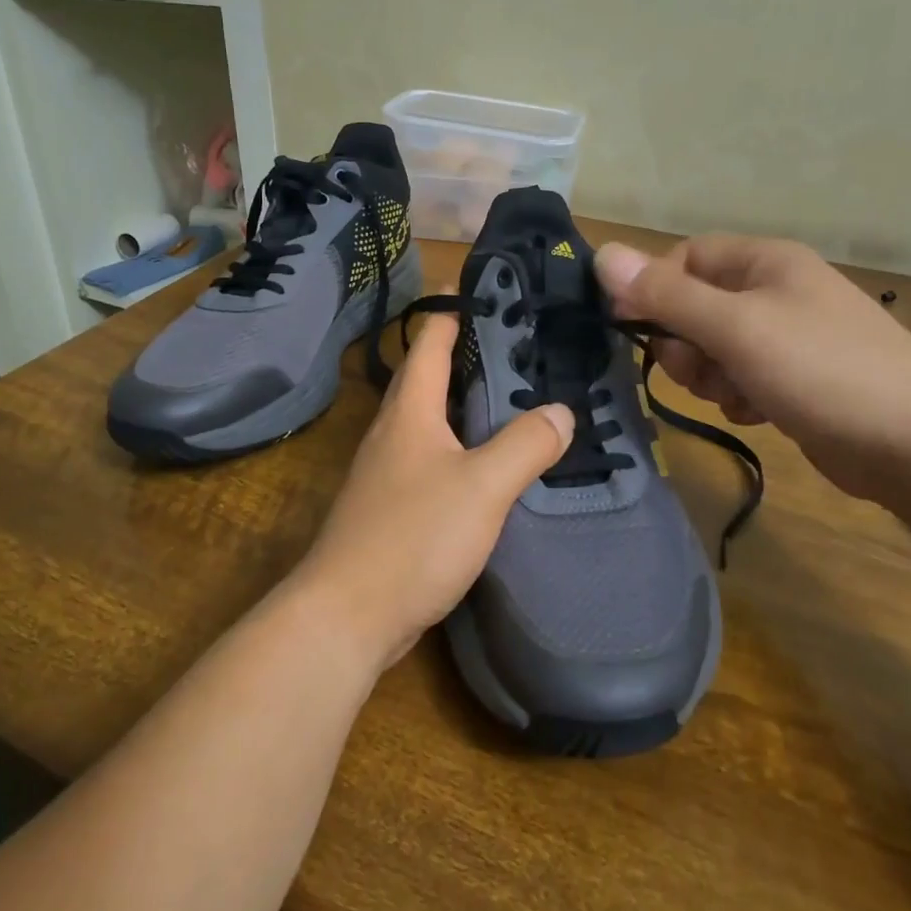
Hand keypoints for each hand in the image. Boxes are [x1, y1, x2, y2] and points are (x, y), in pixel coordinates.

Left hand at [290, 309, 574, 673]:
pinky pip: (433, 457)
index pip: (431, 339)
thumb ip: (525, 445)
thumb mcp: (482, 486)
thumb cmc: (413, 536)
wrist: (348, 614)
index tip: (498, 297)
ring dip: (469, 404)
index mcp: (410, 410)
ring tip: (518, 400)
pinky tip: (491, 465)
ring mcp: (388, 469)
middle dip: (472, 356)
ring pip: (433, 419)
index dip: (458, 311)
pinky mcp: (392, 504)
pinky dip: (463, 447)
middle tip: (525, 350)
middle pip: (431, 376)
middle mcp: (394, 429)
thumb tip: (561, 411)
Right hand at [595, 236, 910, 506]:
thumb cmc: (823, 371)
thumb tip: (603, 255)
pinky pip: (740, 376)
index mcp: (765, 262)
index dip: (653, 290)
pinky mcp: (796, 377)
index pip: (683, 259)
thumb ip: (665, 294)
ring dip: (710, 374)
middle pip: (694, 306)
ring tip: (737, 395)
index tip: (630, 328)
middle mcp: (776, 290)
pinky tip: (758, 412)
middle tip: (700, 370)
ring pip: (713, 347)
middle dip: (685, 343)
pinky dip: (737, 394)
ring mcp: (789, 336)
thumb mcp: (735, 328)